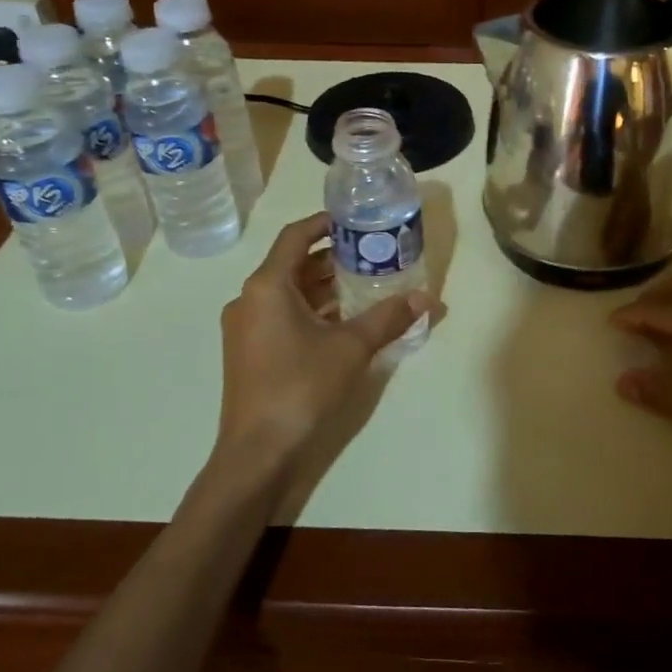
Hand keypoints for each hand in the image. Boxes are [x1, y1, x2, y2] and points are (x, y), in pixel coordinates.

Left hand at [211, 214, 427, 487]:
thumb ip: (388, 318)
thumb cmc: (300, 387)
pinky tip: (343, 321)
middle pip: (292, 264)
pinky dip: (311, 310)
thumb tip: (426, 298)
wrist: (257, 452)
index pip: (295, 236)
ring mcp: (246, 328)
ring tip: (365, 284)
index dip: (324, 223)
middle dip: (332, 258)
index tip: (354, 219)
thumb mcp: (351, 348)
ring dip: (323, 286)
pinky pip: (282, 315)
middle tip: (371, 254)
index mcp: (267, 287)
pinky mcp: (249, 352)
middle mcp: (249, 300)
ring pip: (288, 292)